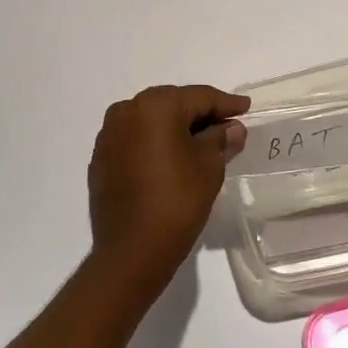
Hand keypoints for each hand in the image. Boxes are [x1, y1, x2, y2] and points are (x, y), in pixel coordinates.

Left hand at [87, 85, 249, 288]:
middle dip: (200, 113)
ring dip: (176, 127)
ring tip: (202, 141)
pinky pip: (135, 139)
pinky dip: (155, 142)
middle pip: (173, 103)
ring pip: (151, 120)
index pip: (199, 96)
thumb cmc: (176, 201)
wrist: (131, 250)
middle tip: (227, 124)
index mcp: (155, 105)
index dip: (226, 103)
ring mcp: (109, 134)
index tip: (245, 108)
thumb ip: (220, 139)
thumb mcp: (209, 166)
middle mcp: (127, 110)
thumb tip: (231, 128)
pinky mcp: (101, 158)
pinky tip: (172, 156)